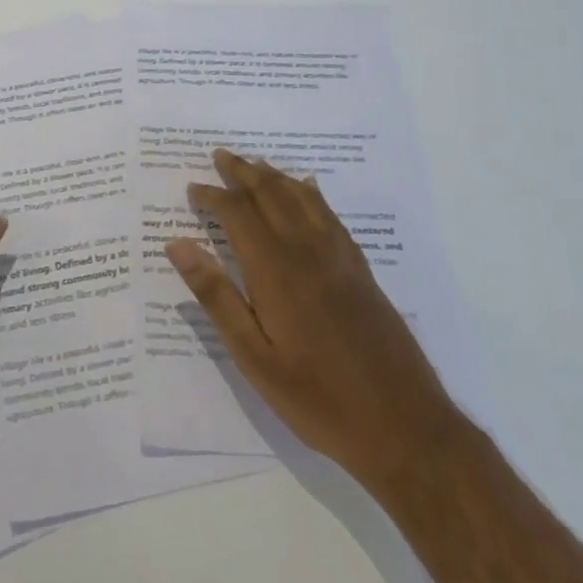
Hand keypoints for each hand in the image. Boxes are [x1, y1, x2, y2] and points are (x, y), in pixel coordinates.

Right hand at [166, 149, 459, 489]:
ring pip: (302, 198)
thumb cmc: (317, 398)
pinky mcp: (361, 270)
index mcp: (276, 270)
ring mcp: (339, 258)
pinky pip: (331, 215)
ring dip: (275, 176)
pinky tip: (308, 189)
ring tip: (255, 164)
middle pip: (271, 195)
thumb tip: (178, 244)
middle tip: (220, 155)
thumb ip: (215, 296)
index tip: (193, 189)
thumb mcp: (253, 357)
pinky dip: (312, 194)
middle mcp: (307, 251)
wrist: (405, 426)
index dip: (213, 197)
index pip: (238, 214)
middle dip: (243, 172)